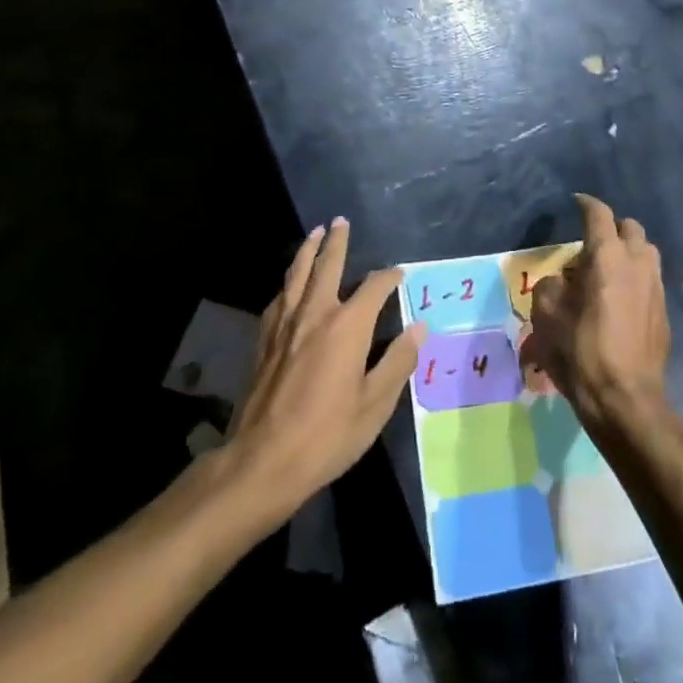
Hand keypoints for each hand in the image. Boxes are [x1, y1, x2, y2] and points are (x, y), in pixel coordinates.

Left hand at [227, 219, 424, 514]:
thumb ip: (398, 361)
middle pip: (327, 265)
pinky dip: (289, 283)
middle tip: (340, 221)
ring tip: (314, 234)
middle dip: (336, 242)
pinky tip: (290, 285)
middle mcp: (315, 313)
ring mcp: (285, 325)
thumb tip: (419, 327)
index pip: (374, 287)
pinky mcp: (264, 340)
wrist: (263, 460)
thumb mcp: (375, 404)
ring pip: (297, 275)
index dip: (389, 277)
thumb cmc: (328, 435)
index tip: (400, 273)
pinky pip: (279, 298)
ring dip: (307, 251)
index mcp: (347, 326)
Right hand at [518, 194, 669, 430]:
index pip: (599, 214)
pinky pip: (649, 279)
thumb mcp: (546, 315)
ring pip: (645, 252)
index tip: (576, 201)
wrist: (625, 398)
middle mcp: (637, 262)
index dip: (586, 204)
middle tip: (590, 243)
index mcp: (607, 256)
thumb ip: (550, 286)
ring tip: (605, 269)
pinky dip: (634, 277)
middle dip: (611, 228)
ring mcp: (656, 286)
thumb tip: (561, 281)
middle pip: (630, 228)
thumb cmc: (581, 351)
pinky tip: (618, 297)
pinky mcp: (664, 311)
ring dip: (627, 251)